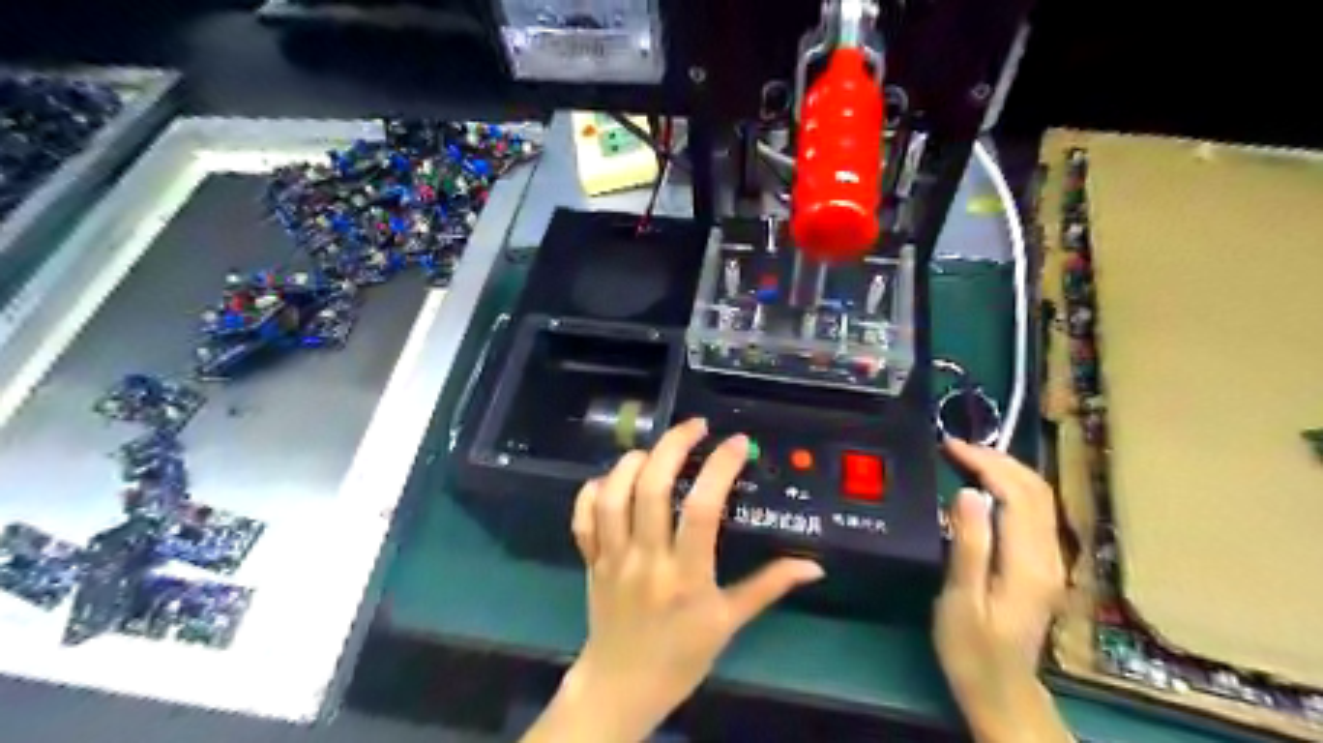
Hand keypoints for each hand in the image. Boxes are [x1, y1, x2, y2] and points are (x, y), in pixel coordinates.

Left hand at [522, 418, 823, 742]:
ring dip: (633, 462)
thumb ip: (769, 587)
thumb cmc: (682, 655)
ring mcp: (612, 557)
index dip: (719, 468)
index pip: (702, 510)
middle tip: (695, 427)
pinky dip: (593, 489)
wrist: (622, 686)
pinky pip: (583, 515)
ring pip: (612, 495)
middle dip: (673, 446)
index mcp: (686, 576)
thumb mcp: (730, 622)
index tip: (736, 442)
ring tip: (656, 451)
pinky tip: (615, 479)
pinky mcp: (590, 558)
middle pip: (651, 488)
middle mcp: (646, 559)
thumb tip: (814, 567)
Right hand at [933, 441, 1066, 741]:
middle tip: (955, 446)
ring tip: (967, 457)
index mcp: (1028, 563)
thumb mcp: (961, 600)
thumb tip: (966, 492)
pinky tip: (985, 486)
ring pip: (1040, 498)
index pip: (1016, 494)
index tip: (949, 446)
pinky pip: (1034, 511)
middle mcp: (1049, 556)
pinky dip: (1011, 487)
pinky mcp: (1043, 565)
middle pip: (1036, 490)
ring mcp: (1051, 561)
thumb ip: (968, 545)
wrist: (1001, 691)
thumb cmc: (971, 649)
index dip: (985, 463)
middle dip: (998, 459)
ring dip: (1006, 470)